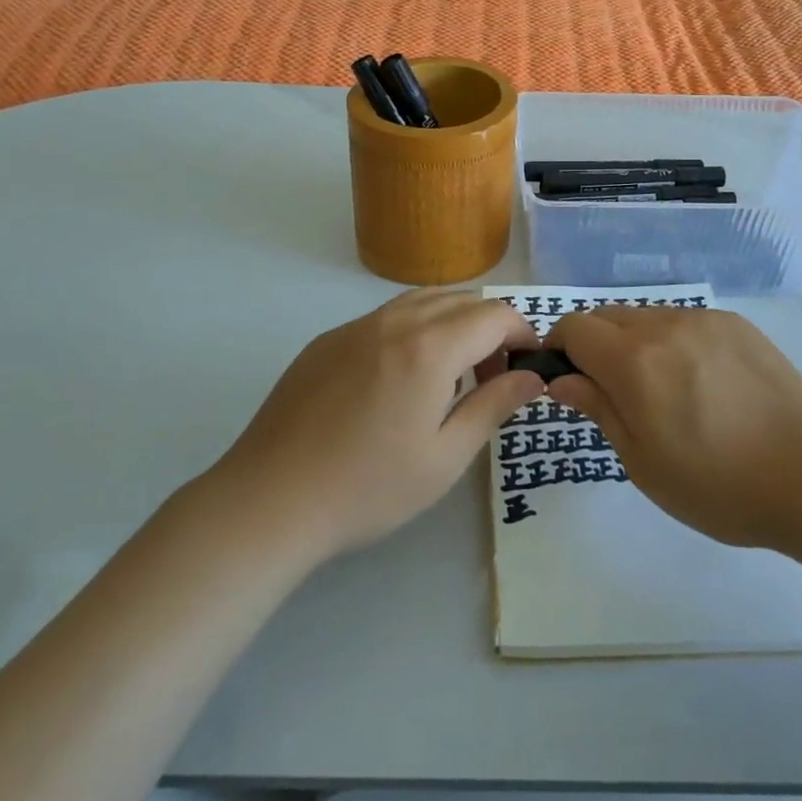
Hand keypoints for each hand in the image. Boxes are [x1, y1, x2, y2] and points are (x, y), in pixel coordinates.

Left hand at [212, 290, 542, 558]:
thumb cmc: (368, 487)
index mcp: (430, 347)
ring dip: (452, 323)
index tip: (528, 367)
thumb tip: (531, 376)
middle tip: (492, 377)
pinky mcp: (327, 340)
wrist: (270, 500)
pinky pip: (385, 317)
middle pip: (461, 300)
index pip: (495, 314)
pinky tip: (400, 379)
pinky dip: (413, 330)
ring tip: (451, 374)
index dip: (523, 333)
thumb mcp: (445, 457)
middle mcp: (394, 321)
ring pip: (421, 301)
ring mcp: (355, 326)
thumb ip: (494, 406)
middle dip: (491, 328)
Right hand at [546, 307, 801, 551]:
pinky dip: (672, 341)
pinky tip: (700, 382)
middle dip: (594, 344)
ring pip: (647, 317)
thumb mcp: (644, 463)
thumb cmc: (720, 485)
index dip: (559, 347)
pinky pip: (685, 322)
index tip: (565, 379)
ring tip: (661, 390)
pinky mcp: (737, 325)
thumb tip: (563, 379)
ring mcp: (705, 320)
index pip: (574, 327)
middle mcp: (665, 325)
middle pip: (607, 316)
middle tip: (611, 391)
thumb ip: (599, 409)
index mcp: (634, 360)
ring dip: (634, 342)